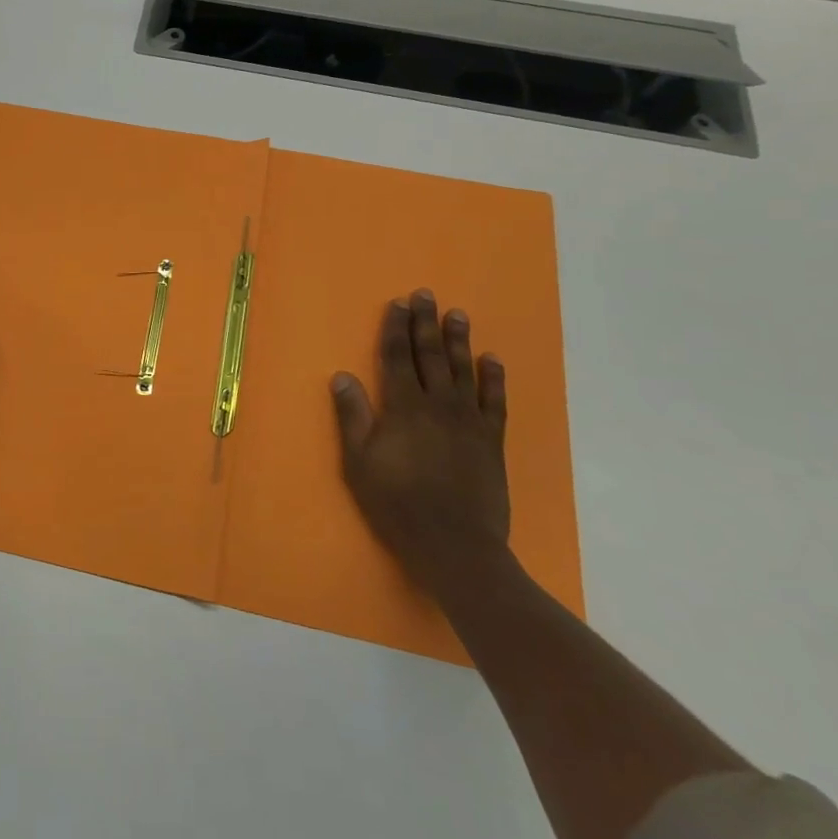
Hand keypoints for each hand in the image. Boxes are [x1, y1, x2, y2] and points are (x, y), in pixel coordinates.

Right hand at [332, 290, 510, 593]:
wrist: (454, 543)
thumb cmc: (397, 503)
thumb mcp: (359, 462)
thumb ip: (352, 417)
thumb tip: (342, 376)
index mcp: (403, 408)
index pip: (397, 358)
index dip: (395, 329)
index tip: (397, 304)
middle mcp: (438, 405)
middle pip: (430, 355)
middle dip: (425, 323)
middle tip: (425, 295)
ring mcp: (469, 421)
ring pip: (463, 370)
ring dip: (459, 340)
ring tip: (457, 314)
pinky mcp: (492, 440)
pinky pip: (495, 401)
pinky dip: (494, 378)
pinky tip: (492, 360)